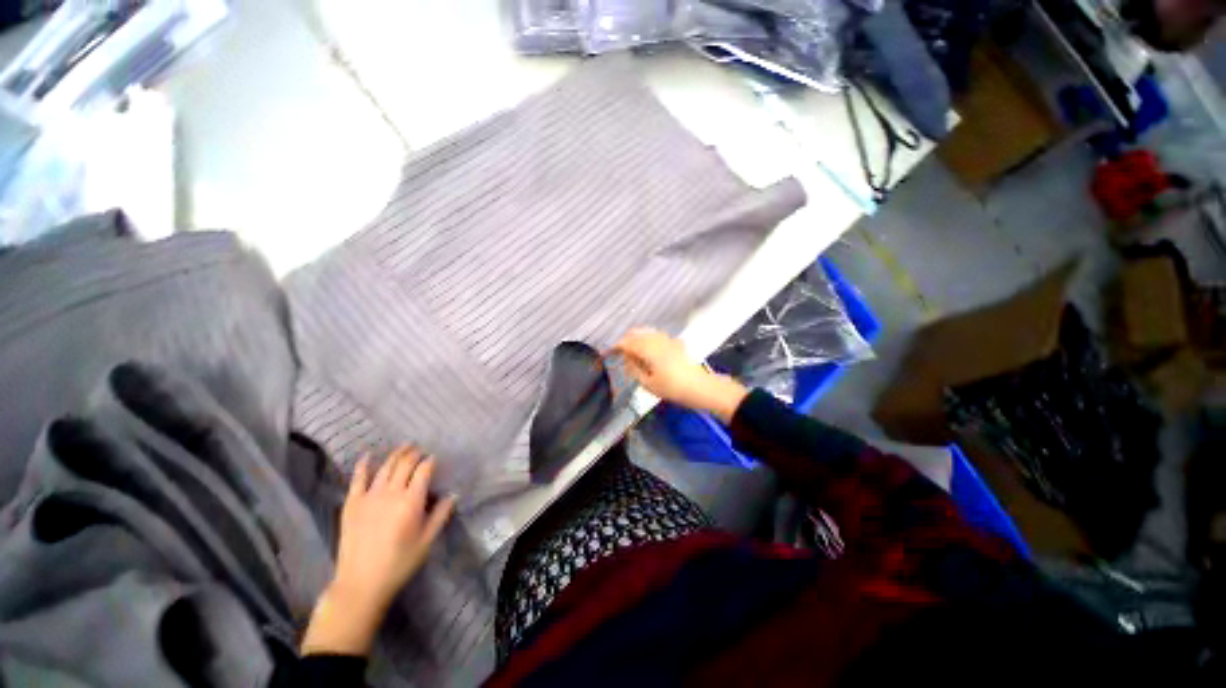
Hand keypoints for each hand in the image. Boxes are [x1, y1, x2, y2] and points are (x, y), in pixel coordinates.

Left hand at [302, 447, 456, 655]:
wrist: (361, 583)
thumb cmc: (399, 563)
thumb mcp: (427, 541)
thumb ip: (441, 515)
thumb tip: (453, 494)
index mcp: (412, 501)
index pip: (424, 470)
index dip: (431, 461)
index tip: (435, 458)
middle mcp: (391, 493)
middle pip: (405, 464)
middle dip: (415, 454)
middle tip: (421, 450)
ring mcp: (369, 496)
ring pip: (385, 467)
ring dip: (396, 454)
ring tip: (405, 447)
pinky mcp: (352, 503)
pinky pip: (358, 479)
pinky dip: (363, 465)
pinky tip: (368, 455)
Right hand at [612, 328, 747, 423]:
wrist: (699, 387)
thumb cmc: (672, 388)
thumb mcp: (647, 383)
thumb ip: (633, 369)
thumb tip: (626, 359)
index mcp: (648, 348)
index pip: (627, 342)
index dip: (616, 346)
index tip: (608, 352)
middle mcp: (656, 339)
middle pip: (636, 333)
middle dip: (625, 340)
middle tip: (619, 353)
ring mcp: (667, 339)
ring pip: (646, 333)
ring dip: (636, 339)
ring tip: (631, 352)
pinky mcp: (675, 342)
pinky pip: (656, 336)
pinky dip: (647, 339)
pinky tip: (647, 350)